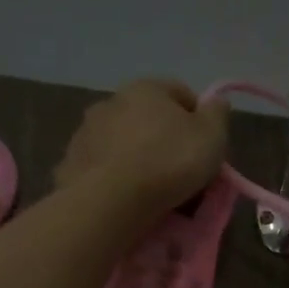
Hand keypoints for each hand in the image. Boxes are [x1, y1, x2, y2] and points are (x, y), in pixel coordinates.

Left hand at [55, 78, 229, 214]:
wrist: (110, 199)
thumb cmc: (169, 162)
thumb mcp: (211, 137)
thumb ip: (218, 115)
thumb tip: (217, 102)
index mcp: (147, 88)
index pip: (181, 93)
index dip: (198, 119)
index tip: (205, 148)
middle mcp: (112, 100)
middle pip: (148, 117)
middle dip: (164, 138)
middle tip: (179, 171)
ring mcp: (87, 130)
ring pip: (122, 140)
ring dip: (136, 155)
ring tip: (150, 188)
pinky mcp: (71, 160)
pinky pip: (103, 165)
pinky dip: (114, 175)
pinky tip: (124, 196)